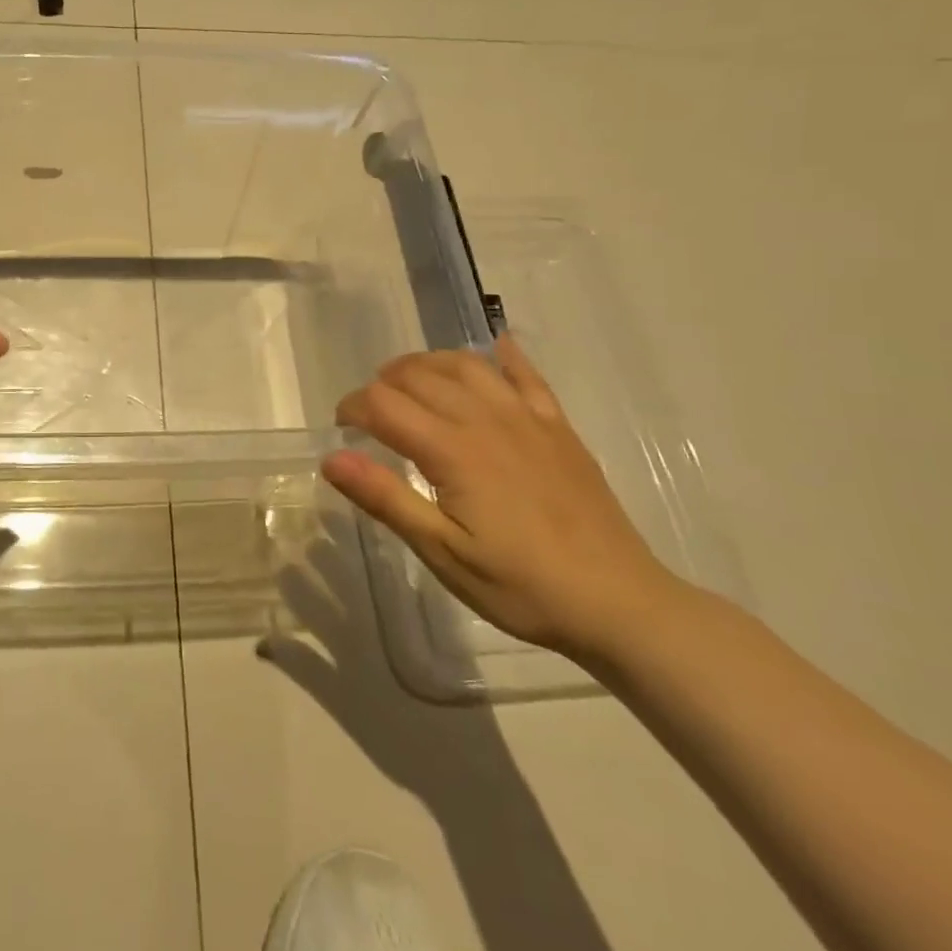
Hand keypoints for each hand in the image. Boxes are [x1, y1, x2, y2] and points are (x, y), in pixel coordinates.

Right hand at [324, 335, 680, 662]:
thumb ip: (386, 499)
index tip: (342, 430)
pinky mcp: (557, 427)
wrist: (620, 604)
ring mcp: (525, 418)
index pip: (382, 404)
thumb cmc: (521, 585)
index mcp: (451, 450)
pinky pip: (526, 375)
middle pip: (418, 376)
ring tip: (410, 381)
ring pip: (465, 365)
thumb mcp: (444, 554)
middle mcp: (484, 419)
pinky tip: (493, 347)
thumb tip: (331, 458)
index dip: (352, 408)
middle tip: (371, 415)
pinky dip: (504, 355)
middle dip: (383, 385)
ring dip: (428, 363)